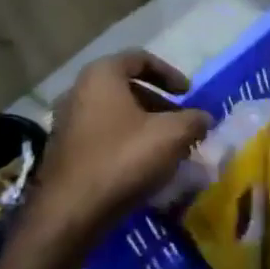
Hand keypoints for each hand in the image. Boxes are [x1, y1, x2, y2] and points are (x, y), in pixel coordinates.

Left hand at [30, 50, 210, 246]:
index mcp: (101, 76)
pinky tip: (145, 164)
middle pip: (126, 87)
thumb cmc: (125, 159)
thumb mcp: (174, 135)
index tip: (189, 93)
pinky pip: (103, 135)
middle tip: (182, 122)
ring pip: (115, 113)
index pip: (139, 58)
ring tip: (169, 146)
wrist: (72, 210)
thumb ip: (195, 119)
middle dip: (159, 102)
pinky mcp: (65, 150)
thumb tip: (204, 118)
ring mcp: (67, 122)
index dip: (169, 72)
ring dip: (145, 124)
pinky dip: (127, 141)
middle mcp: (78, 92)